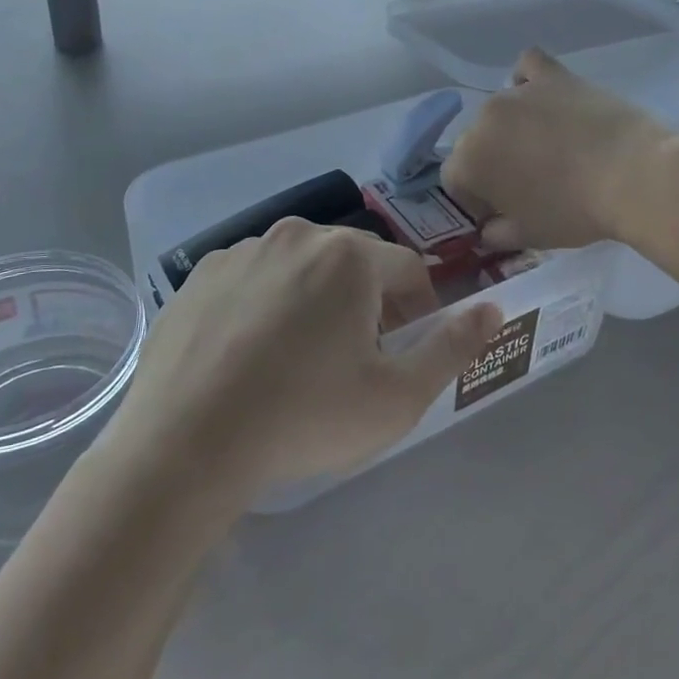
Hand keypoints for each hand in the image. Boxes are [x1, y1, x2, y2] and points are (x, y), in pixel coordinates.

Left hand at [111, 220, 500, 496]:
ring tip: (301, 357)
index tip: (406, 347)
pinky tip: (251, 353)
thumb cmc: (305, 418)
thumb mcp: (396, 397)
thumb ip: (452, 348)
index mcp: (348, 255)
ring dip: (316, 298)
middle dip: (368, 301)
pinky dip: (266, 303)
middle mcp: (296, 234)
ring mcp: (241, 250)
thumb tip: (492, 309)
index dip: (418, 306)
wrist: (186, 444)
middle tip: (356, 358)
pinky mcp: (200, 275)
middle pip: (352, 262)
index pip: (407, 267)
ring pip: (300, 267)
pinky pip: (253, 279)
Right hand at [441, 48, 673, 251]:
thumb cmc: (575, 212)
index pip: (455, 180)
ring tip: (543, 145)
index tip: (501, 213)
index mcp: (469, 161)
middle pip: (475, 142)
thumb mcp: (531, 236)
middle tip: (527, 184)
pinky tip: (544, 98)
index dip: (475, 200)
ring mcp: (517, 92)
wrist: (633, 175)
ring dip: (510, 128)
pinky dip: (529, 81)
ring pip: (499, 110)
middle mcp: (483, 119)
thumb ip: (498, 234)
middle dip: (492, 163)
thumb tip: (490, 229)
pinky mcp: (552, 75)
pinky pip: (528, 68)